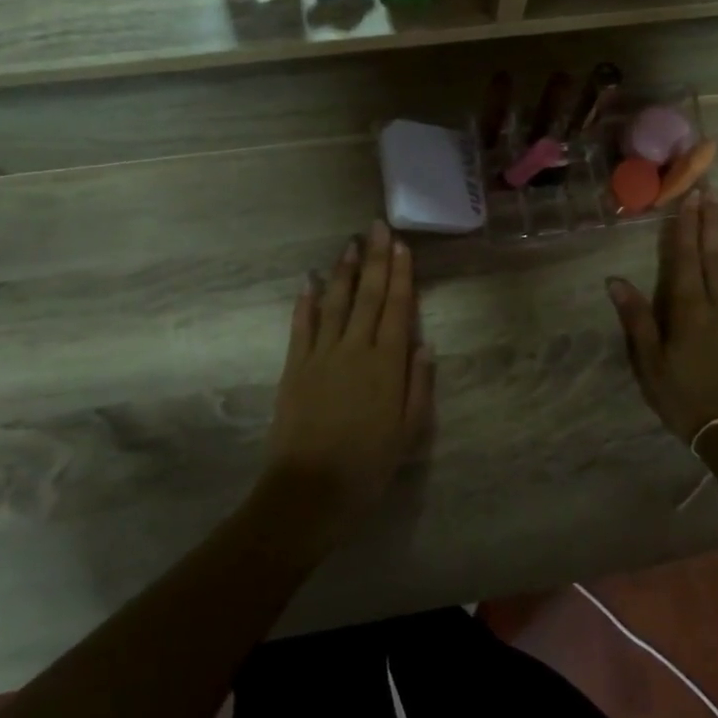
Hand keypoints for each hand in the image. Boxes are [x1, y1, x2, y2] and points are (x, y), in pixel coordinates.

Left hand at [261, 222, 433, 547]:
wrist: (309, 491)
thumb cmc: (368, 466)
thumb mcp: (410, 432)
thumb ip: (418, 385)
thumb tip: (424, 344)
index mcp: (387, 364)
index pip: (397, 308)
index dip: (401, 275)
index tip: (402, 246)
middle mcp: (354, 349)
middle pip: (368, 296)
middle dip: (375, 259)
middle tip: (377, 226)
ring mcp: (320, 355)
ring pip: (335, 303)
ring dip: (343, 271)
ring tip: (350, 243)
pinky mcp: (294, 367)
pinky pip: (301, 326)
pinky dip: (306, 301)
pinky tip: (309, 280)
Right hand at [606, 191, 717, 443]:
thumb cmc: (687, 400)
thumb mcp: (650, 365)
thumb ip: (637, 320)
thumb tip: (615, 281)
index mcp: (689, 311)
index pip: (686, 260)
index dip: (686, 228)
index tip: (690, 198)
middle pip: (715, 259)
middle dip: (713, 224)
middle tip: (715, 193)